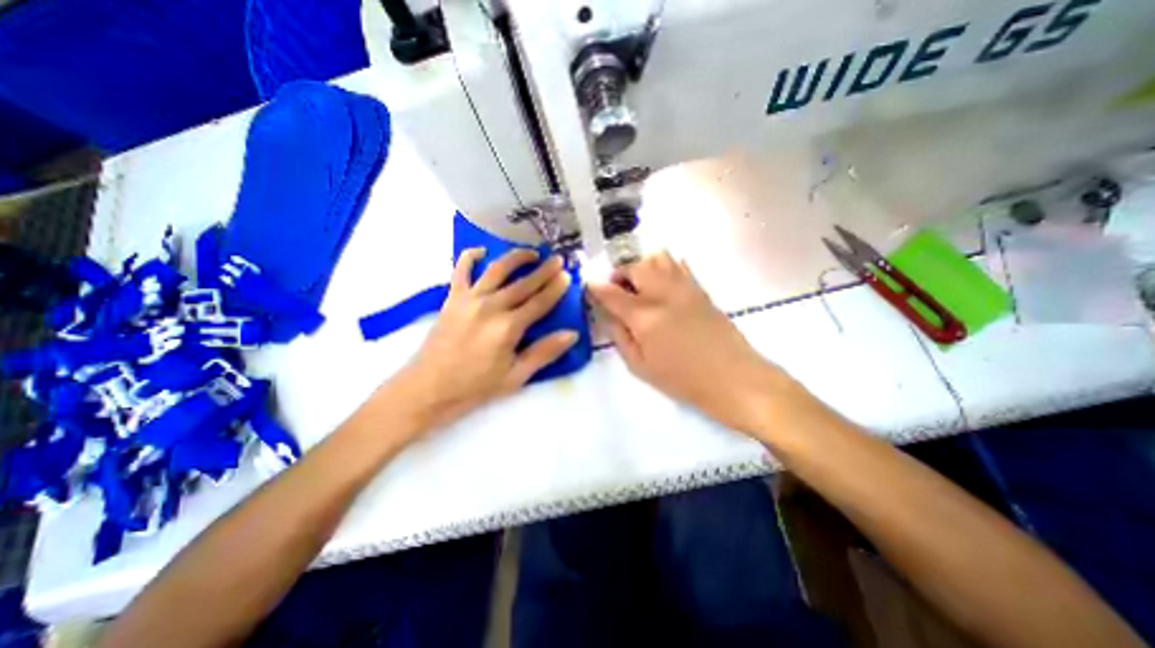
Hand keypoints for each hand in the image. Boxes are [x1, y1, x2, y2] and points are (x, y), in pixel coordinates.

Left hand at [391, 248, 577, 428]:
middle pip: (524, 283)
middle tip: (558, 259)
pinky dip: (470, 257)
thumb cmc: (475, 386)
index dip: (556, 288)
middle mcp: (491, 306)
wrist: (429, 388)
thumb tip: (572, 334)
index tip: (568, 275)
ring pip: (497, 270)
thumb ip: (544, 353)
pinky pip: (461, 270)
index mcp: (509, 327)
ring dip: (516, 258)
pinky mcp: (452, 299)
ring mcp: (470, 299)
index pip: (540, 302)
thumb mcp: (515, 376)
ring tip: (531, 253)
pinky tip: (481, 250)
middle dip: (544, 269)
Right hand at [591, 250, 790, 431]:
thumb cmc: (683, 380)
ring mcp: (684, 287)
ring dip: (642, 267)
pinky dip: (663, 268)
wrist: (733, 378)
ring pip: (657, 257)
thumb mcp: (640, 366)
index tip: (588, 286)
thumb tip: (609, 314)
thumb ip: (620, 336)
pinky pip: (678, 265)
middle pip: (634, 267)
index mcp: (644, 315)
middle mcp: (662, 293)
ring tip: (640, 286)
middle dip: (619, 275)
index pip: (611, 292)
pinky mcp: (700, 288)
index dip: (595, 288)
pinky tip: (662, 286)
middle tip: (617, 291)